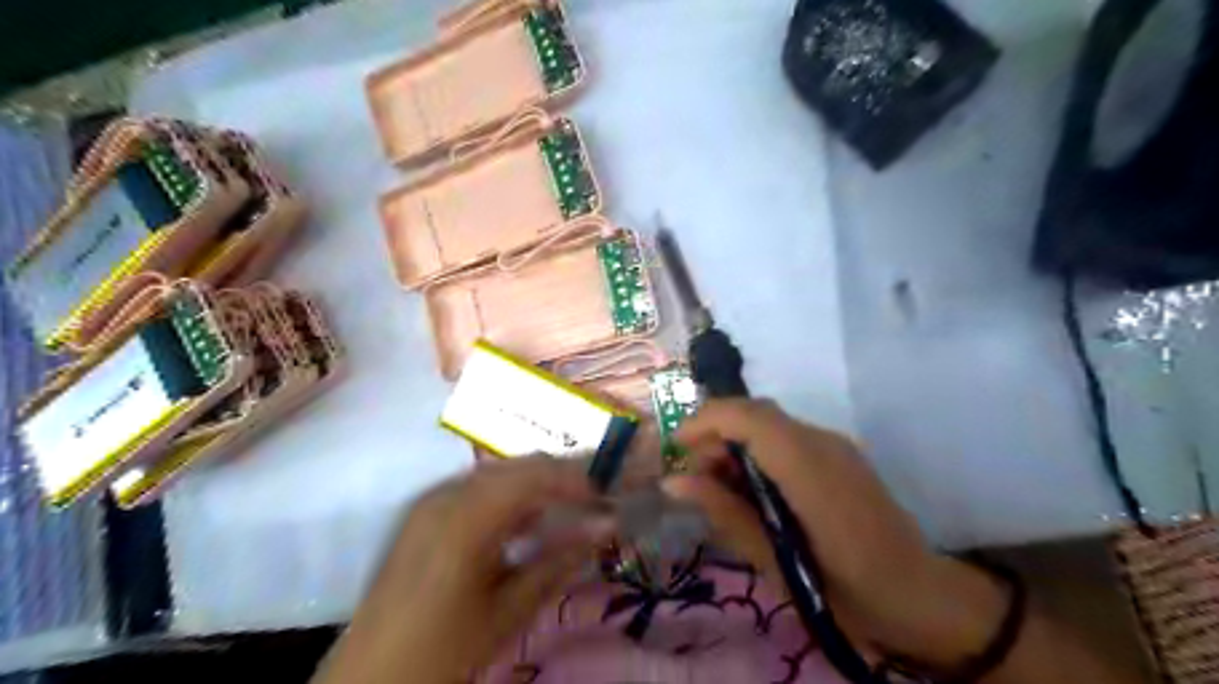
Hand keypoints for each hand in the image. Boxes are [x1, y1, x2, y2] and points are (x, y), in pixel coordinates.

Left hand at [318, 454, 615, 683]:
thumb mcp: (509, 610)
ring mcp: (431, 500)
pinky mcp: (424, 512)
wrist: (371, 678)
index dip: (577, 479)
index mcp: (465, 517)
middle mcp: (446, 494)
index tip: (609, 494)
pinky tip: (526, 520)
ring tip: (570, 506)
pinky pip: (478, 487)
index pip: (535, 475)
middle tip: (596, 499)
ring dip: (537, 484)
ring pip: (499, 473)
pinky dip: (510, 495)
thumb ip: (560, 560)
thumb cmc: (444, 649)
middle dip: (561, 477)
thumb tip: (608, 526)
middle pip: (518, 466)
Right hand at [666, 397, 1010, 671]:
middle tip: (695, 477)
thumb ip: (725, 514)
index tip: (675, 447)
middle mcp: (824, 444)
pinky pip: (786, 437)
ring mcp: (835, 445)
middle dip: (716, 432)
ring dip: (735, 442)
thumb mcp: (776, 563)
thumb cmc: (847, 592)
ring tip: (720, 488)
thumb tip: (674, 483)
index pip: (751, 418)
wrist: (921, 597)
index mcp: (812, 471)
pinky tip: (752, 489)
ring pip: (770, 422)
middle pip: (757, 413)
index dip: (707, 421)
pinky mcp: (838, 454)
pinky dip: (757, 451)